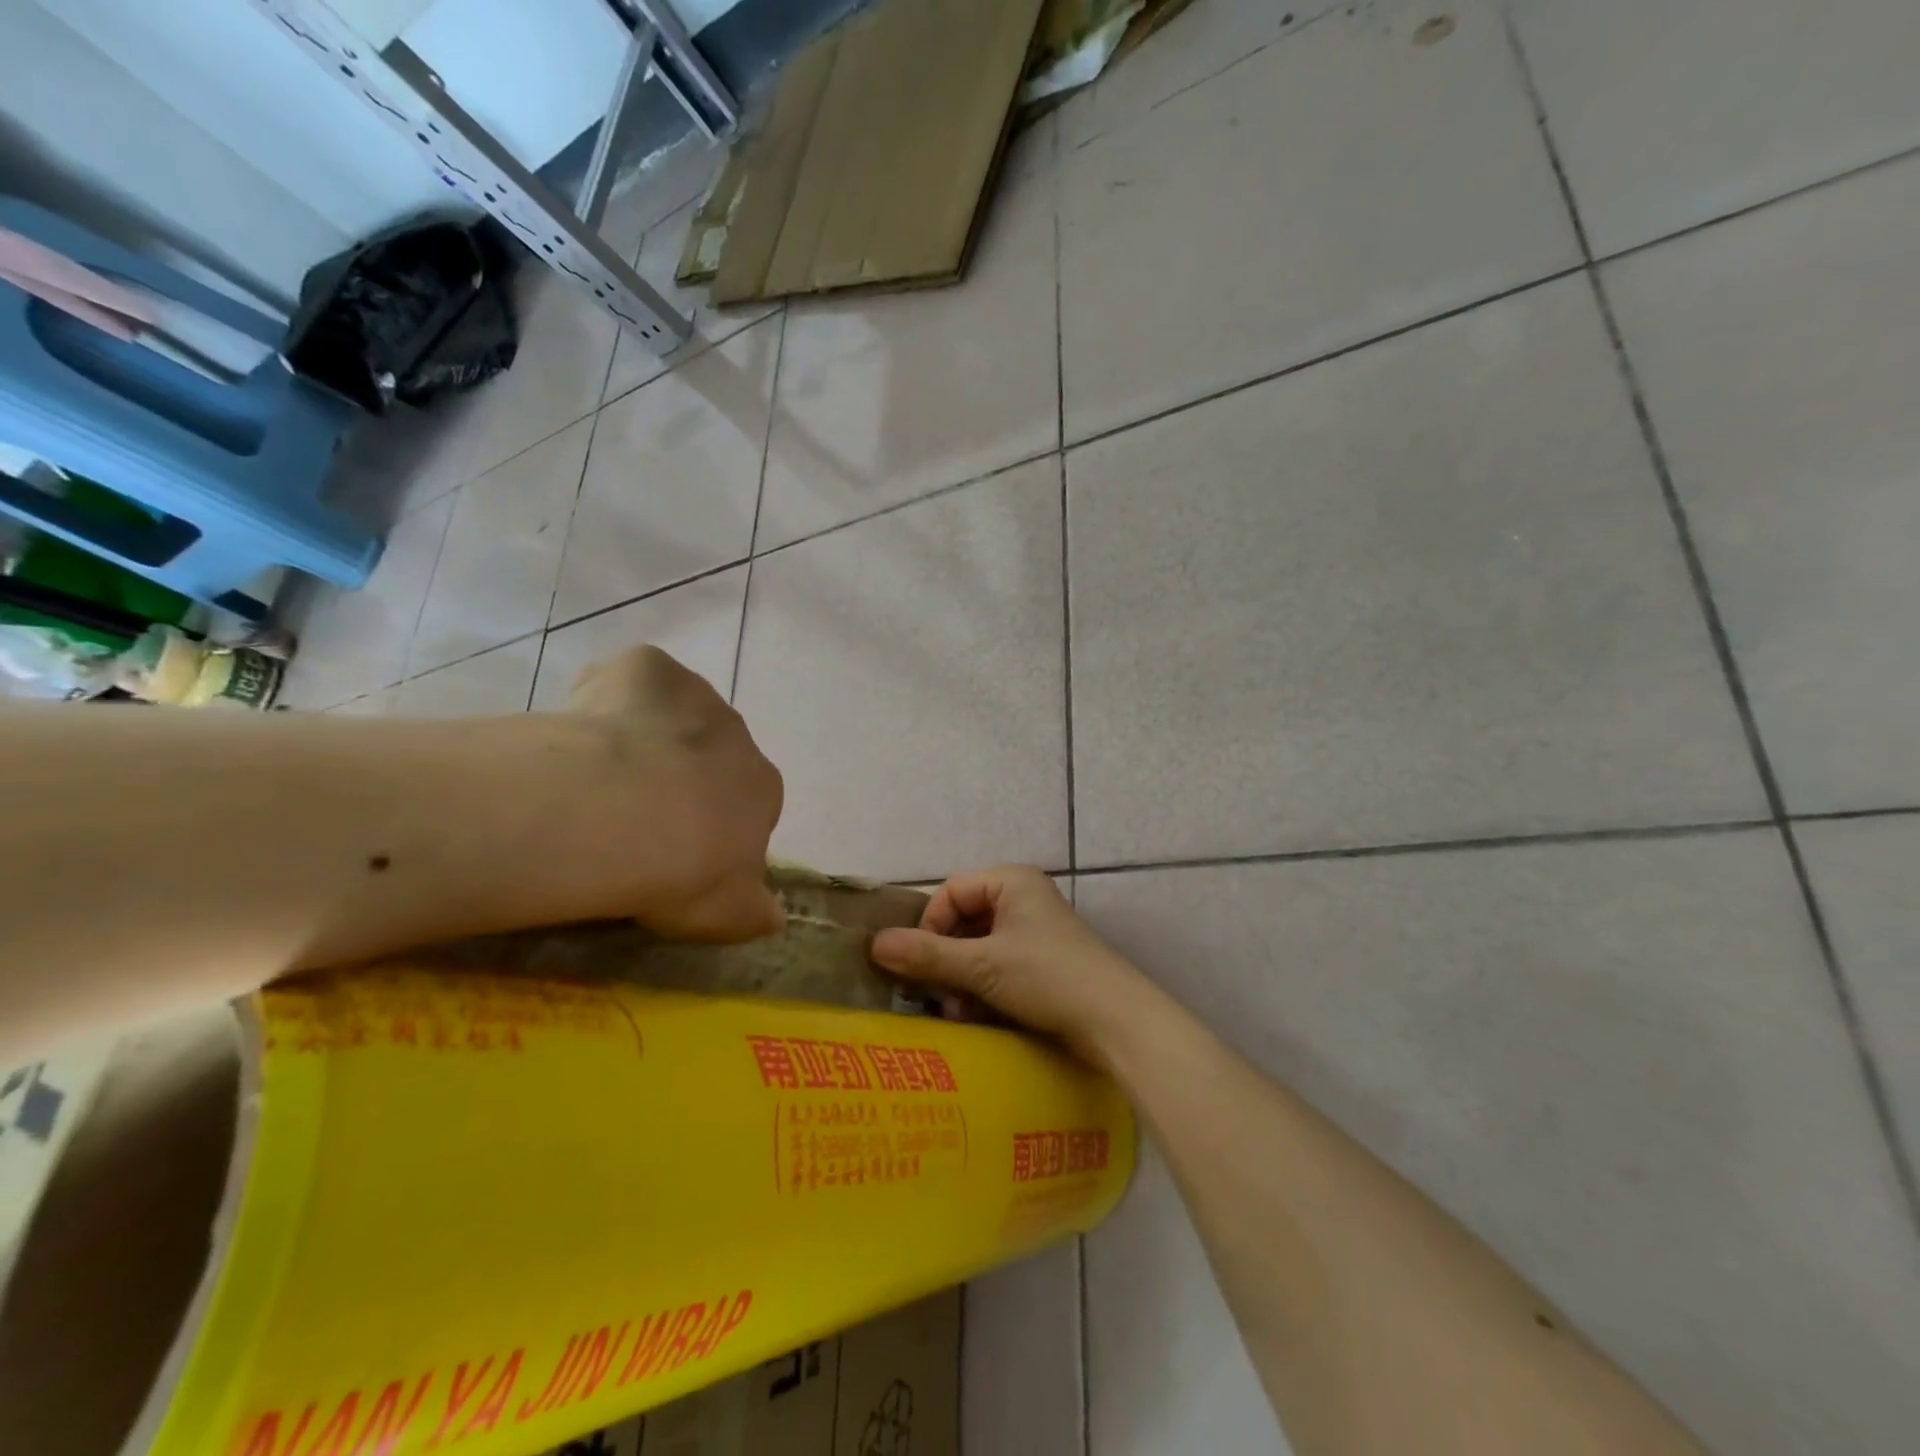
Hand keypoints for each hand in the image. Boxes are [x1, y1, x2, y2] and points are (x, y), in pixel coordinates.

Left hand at [564, 646, 784, 941]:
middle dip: (680, 775)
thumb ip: (755, 912)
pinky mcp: (647, 667)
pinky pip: (627, 680)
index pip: (750, 804)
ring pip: (672, 713)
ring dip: (648, 735)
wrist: (621, 813)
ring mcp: (694, 695)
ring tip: (599, 775)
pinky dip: (608, 697)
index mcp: (763, 789)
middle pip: (712, 753)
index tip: (677, 850)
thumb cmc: (682, 870)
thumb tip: (776, 918)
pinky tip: (578, 732)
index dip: (713, 826)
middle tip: (632, 815)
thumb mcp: (728, 913)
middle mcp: (738, 735)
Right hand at [870, 866, 1151, 1067]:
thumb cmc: (1049, 977)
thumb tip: (874, 944)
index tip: (921, 963)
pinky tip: (976, 1015)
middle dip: (945, 958)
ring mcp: (1034, 932)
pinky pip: (997, 966)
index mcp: (1011, 882)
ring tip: (957, 1010)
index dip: (930, 924)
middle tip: (935, 994)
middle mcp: (1023, 899)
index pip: (951, 891)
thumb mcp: (983, 966)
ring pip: (978, 947)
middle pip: (963, 920)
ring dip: (960, 978)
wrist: (1117, 1022)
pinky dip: (981, 988)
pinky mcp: (1042, 964)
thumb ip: (929, 955)